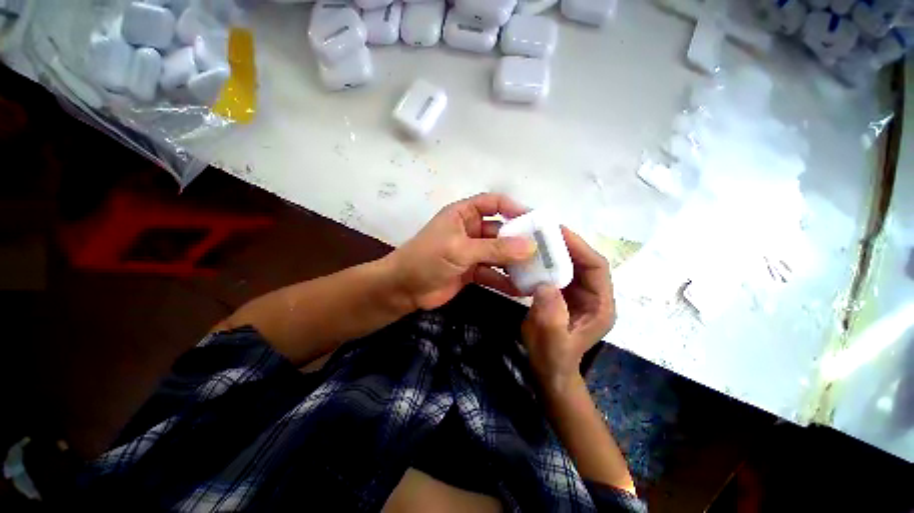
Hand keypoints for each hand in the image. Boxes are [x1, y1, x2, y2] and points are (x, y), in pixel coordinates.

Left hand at [387, 193, 535, 310]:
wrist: (404, 289)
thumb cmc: (427, 259)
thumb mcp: (460, 250)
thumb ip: (494, 249)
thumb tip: (529, 246)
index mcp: (464, 215)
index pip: (493, 203)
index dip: (514, 208)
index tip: (535, 220)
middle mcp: (470, 230)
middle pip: (500, 231)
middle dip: (519, 241)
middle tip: (543, 251)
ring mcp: (471, 252)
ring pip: (499, 255)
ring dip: (514, 264)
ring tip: (537, 272)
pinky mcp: (471, 272)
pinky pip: (492, 274)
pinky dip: (504, 281)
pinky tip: (520, 289)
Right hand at [521, 227, 614, 394]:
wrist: (548, 370)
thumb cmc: (553, 358)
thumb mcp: (551, 340)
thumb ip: (551, 315)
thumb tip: (545, 285)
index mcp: (600, 305)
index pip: (597, 268)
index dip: (580, 248)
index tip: (558, 233)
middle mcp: (593, 295)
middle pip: (584, 262)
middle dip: (566, 245)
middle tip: (543, 232)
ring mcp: (579, 294)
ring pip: (570, 265)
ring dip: (555, 251)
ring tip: (536, 240)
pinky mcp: (564, 294)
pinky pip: (558, 272)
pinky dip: (547, 262)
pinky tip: (532, 257)